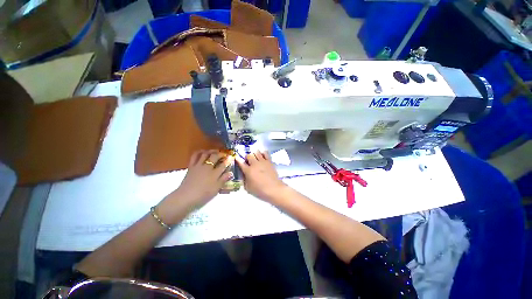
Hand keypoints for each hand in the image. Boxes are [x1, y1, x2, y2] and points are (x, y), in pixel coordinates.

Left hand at [160, 150, 233, 221]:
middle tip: (224, 154)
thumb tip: (231, 173)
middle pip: (215, 157)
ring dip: (211, 151)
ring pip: (205, 154)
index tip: (231, 157)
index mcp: (214, 173)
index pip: (223, 164)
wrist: (185, 197)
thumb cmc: (203, 195)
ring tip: (215, 151)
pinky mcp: (191, 166)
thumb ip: (223, 180)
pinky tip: (203, 151)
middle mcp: (207, 167)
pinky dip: (199, 152)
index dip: (228, 160)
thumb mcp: (216, 189)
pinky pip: (195, 156)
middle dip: (221, 154)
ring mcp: (198, 165)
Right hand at [236, 151, 287, 202]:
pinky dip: (262, 153)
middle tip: (248, 161)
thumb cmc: (260, 190)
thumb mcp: (248, 188)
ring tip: (255, 158)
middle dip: (247, 157)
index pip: (241, 163)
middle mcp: (255, 164)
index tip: (236, 157)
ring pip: (256, 152)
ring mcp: (262, 161)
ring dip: (254, 154)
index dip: (238, 159)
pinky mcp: (269, 161)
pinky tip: (262, 156)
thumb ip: (244, 180)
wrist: (274, 189)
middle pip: (249, 155)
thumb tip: (243, 174)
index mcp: (248, 171)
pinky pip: (265, 153)